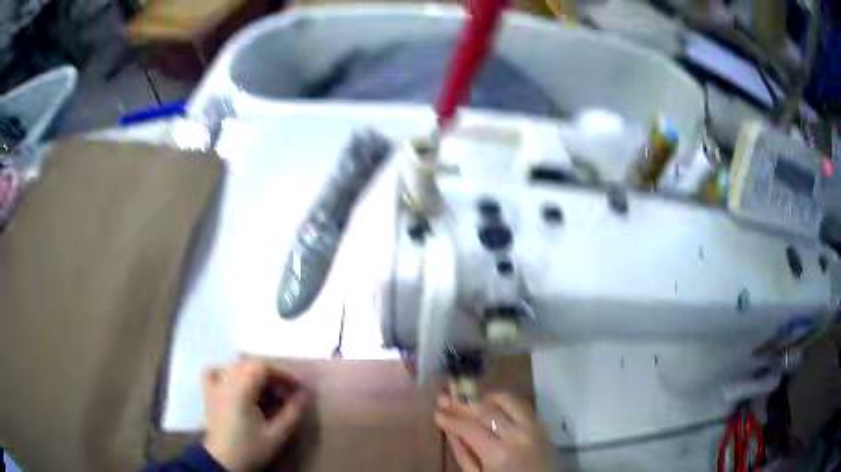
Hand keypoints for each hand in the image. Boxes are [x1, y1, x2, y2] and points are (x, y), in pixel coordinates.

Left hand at [203, 359, 307, 471]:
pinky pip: (214, 371)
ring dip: (252, 373)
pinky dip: (226, 371)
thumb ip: (291, 414)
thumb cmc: (250, 448)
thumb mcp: (276, 435)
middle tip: (285, 392)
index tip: (296, 388)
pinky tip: (235, 381)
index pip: (262, 367)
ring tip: (265, 390)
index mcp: (241, 389)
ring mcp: (214, 386)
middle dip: (270, 374)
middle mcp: (226, 381)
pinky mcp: (208, 393)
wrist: (223, 461)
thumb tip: (303, 396)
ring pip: (234, 366)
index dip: (282, 373)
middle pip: (249, 364)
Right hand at [435, 393, 556, 471]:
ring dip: (486, 398)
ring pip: (508, 400)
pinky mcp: (543, 425)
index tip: (437, 412)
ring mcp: (534, 427)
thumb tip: (450, 430)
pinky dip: (506, 402)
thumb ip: (464, 453)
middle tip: (446, 399)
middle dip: (463, 404)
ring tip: (472, 402)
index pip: (469, 428)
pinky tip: (493, 406)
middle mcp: (518, 434)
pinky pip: (523, 405)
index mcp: (499, 453)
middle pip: (486, 410)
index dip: (451, 419)